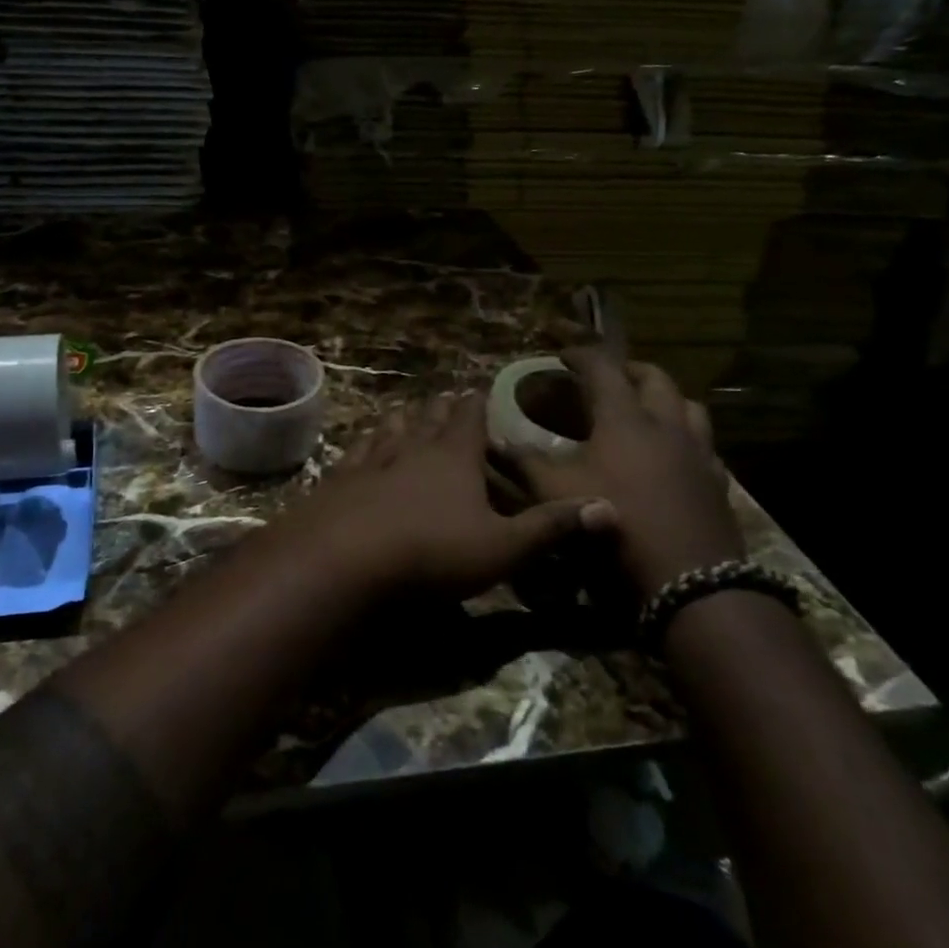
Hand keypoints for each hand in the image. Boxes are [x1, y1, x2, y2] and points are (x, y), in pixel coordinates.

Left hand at [264, 393, 609, 597]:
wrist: (345, 559)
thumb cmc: (432, 552)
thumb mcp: (503, 547)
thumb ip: (552, 527)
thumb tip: (610, 506)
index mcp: (453, 458)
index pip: (469, 419)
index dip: (477, 403)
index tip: (479, 388)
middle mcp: (411, 450)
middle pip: (428, 420)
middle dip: (440, 408)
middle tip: (445, 395)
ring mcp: (370, 463)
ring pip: (389, 432)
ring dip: (399, 420)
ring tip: (403, 410)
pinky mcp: (338, 483)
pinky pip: (353, 456)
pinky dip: (361, 446)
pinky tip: (357, 447)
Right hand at [508, 347, 743, 594]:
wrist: (687, 583)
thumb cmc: (615, 525)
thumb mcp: (556, 494)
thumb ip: (524, 464)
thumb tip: (494, 443)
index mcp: (625, 419)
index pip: (603, 369)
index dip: (581, 356)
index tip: (562, 354)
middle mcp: (667, 426)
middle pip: (655, 378)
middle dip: (629, 369)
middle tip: (607, 376)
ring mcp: (698, 454)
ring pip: (689, 407)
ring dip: (665, 398)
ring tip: (644, 409)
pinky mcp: (716, 484)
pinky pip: (704, 446)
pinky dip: (685, 438)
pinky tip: (671, 457)